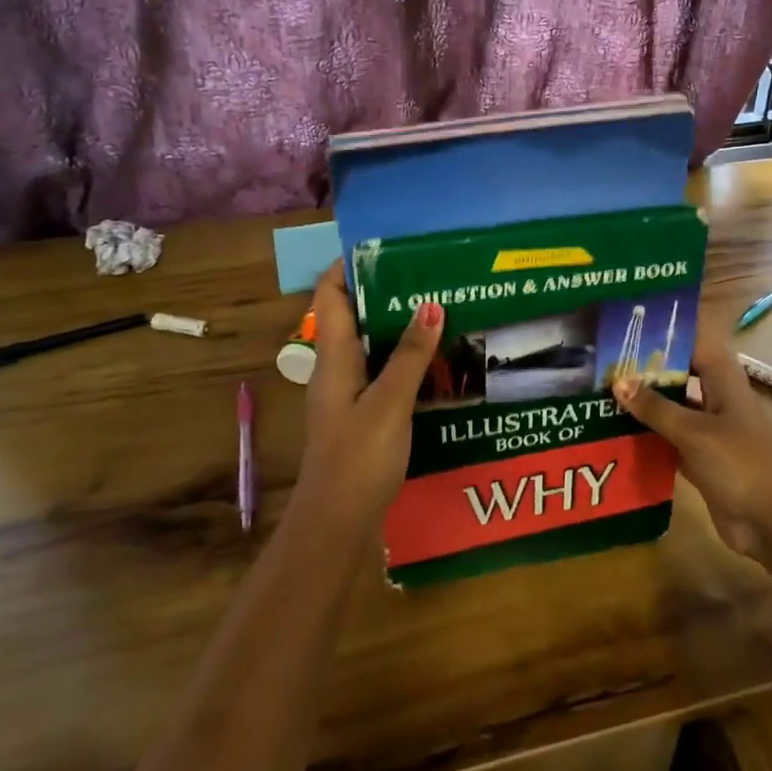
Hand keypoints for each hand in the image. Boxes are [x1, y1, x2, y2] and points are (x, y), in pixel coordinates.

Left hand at [297, 261, 444, 532]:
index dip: (351, 265)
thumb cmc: (358, 458)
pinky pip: (382, 370)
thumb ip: (411, 354)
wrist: (337, 525)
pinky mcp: (362, 413)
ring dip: (398, 324)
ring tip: (441, 306)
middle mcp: (336, 367)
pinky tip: (437, 358)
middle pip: (353, 314)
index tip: (388, 246)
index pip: (331, 293)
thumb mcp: (390, 402)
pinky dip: (404, 356)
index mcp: (333, 356)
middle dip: (386, 291)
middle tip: (429, 273)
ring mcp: (348, 392)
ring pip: (370, 343)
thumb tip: (431, 302)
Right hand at [613, 322, 771, 564]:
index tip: (629, 321)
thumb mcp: (694, 432)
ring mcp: (710, 428)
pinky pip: (669, 438)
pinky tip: (615, 431)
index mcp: (722, 377)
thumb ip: (655, 408)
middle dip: (646, 366)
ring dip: (644, 401)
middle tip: (604, 358)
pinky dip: (648, 434)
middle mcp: (716, 396)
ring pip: (672, 405)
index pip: (693, 339)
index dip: (666, 328)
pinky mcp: (702, 458)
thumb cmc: (740, 463)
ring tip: (601, 390)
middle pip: (679, 371)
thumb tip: (617, 382)